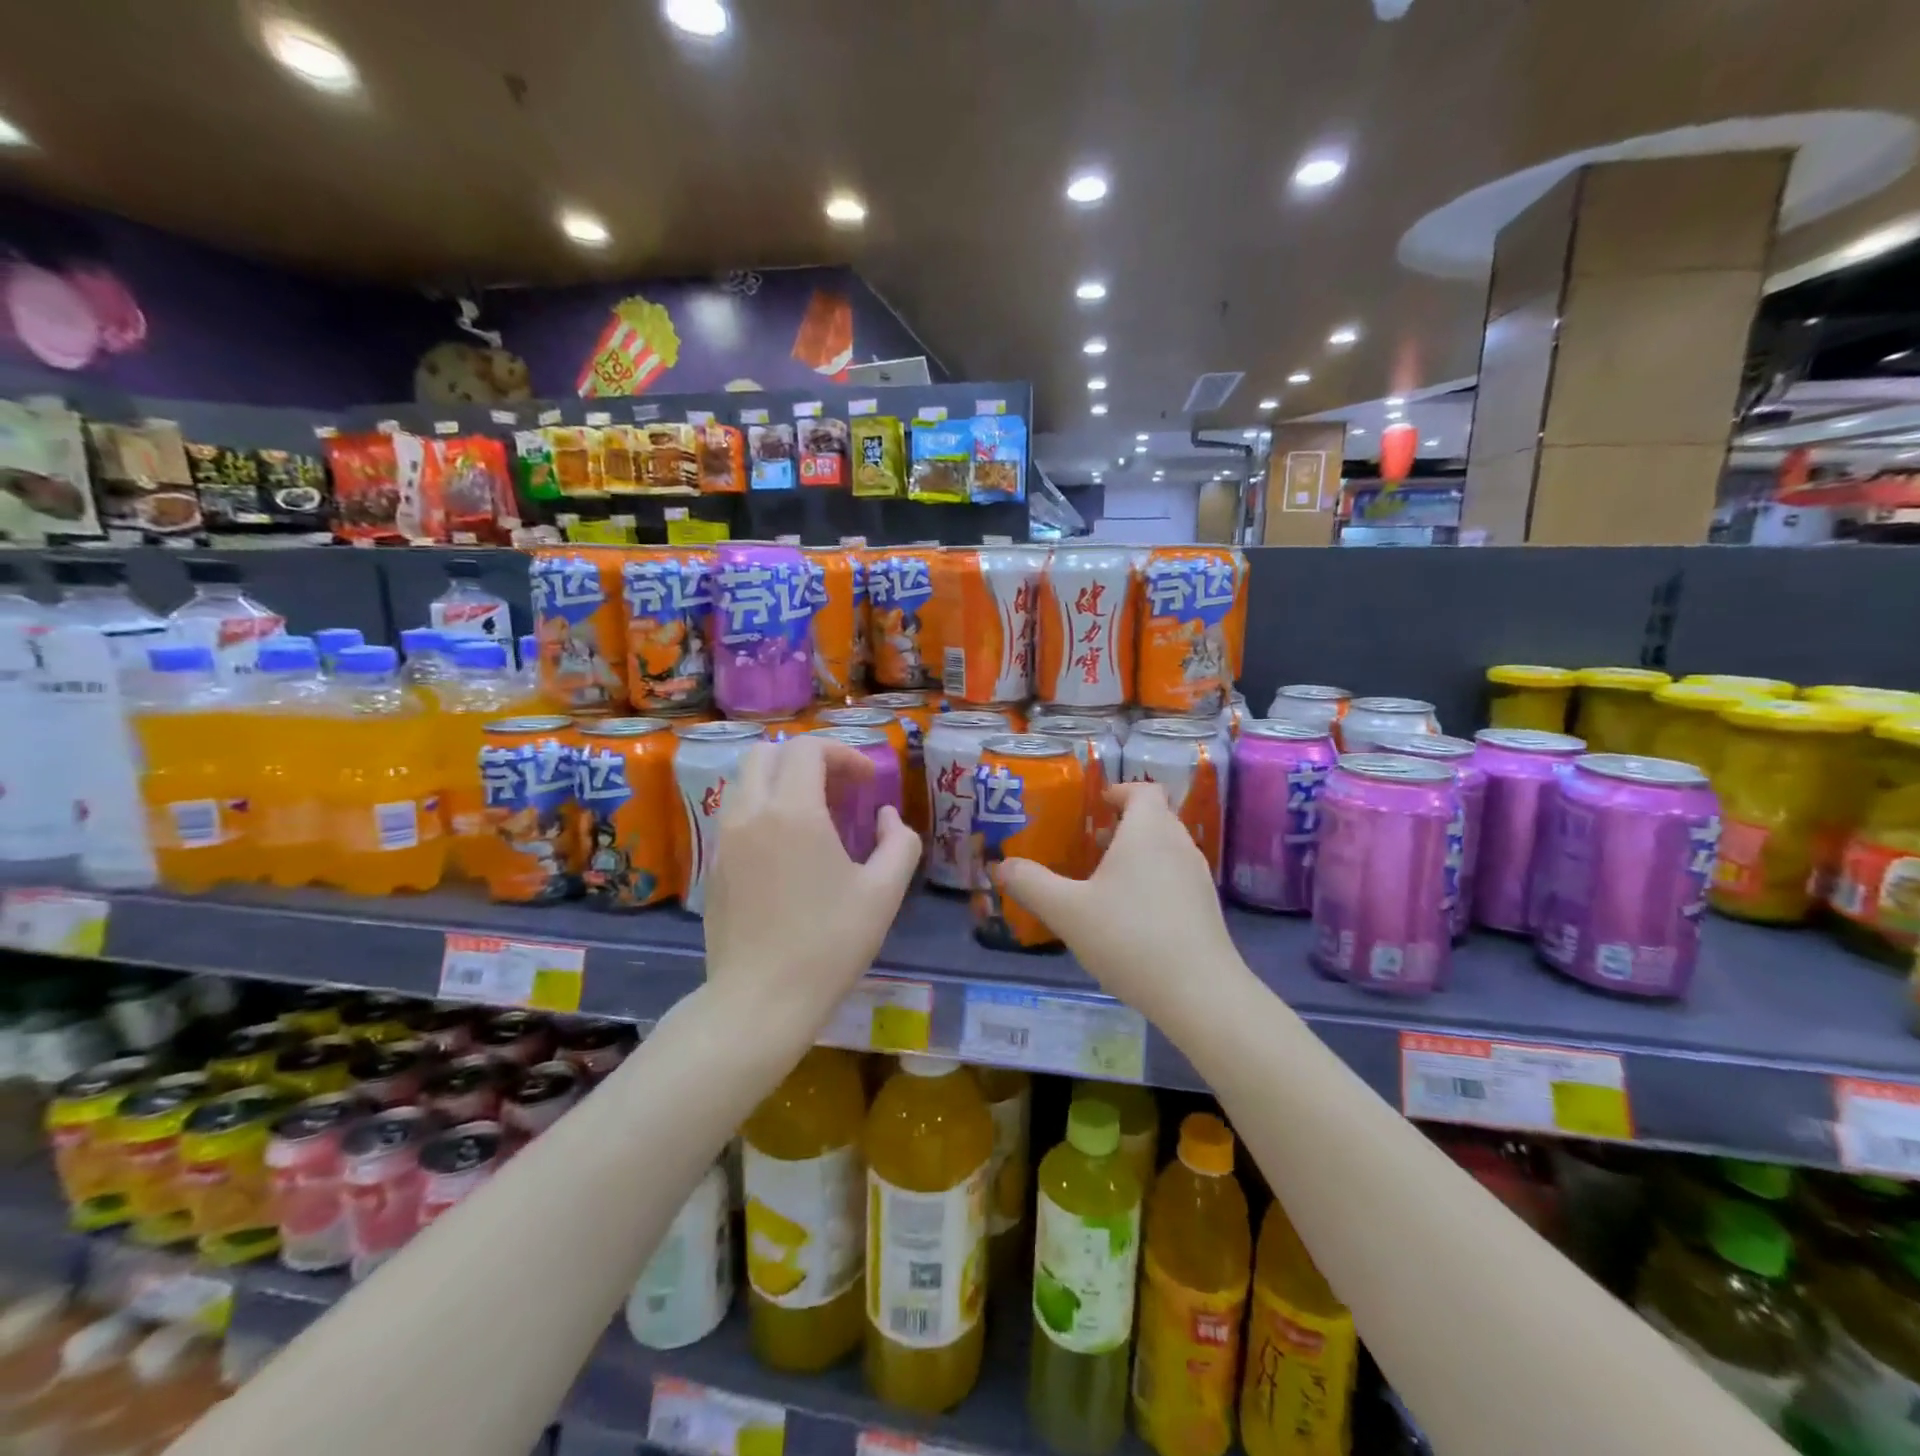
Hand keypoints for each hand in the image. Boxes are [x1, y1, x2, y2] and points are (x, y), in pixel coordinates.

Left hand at [703, 735, 919, 1030]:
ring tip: (815, 815)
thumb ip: (898, 842)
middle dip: (809, 760)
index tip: (868, 782)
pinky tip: (789, 849)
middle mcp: (750, 813)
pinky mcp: (714, 865)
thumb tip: (885, 817)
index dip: (844, 754)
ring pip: (746, 781)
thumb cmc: (829, 944)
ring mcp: (725, 839)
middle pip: (769, 753)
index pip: (809, 749)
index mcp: (792, 811)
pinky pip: (736, 813)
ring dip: (782, 781)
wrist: (760, 1000)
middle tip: (840, 790)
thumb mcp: (883, 893)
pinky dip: (764, 809)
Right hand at [997, 782, 1242, 1022]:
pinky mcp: (1206, 908)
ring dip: (1138, 853)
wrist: (1199, 993)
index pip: (1143, 791)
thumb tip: (1001, 866)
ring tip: (1105, 880)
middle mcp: (1179, 845)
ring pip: (1166, 848)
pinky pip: (1176, 876)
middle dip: (1124, 824)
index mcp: (1148, 831)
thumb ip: (1031, 884)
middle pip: (1155, 817)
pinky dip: (1153, 879)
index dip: (1119, 791)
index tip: (1096, 805)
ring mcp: (1197, 877)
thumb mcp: (1067, 911)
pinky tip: (1131, 915)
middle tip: (1090, 843)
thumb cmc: (1129, 938)